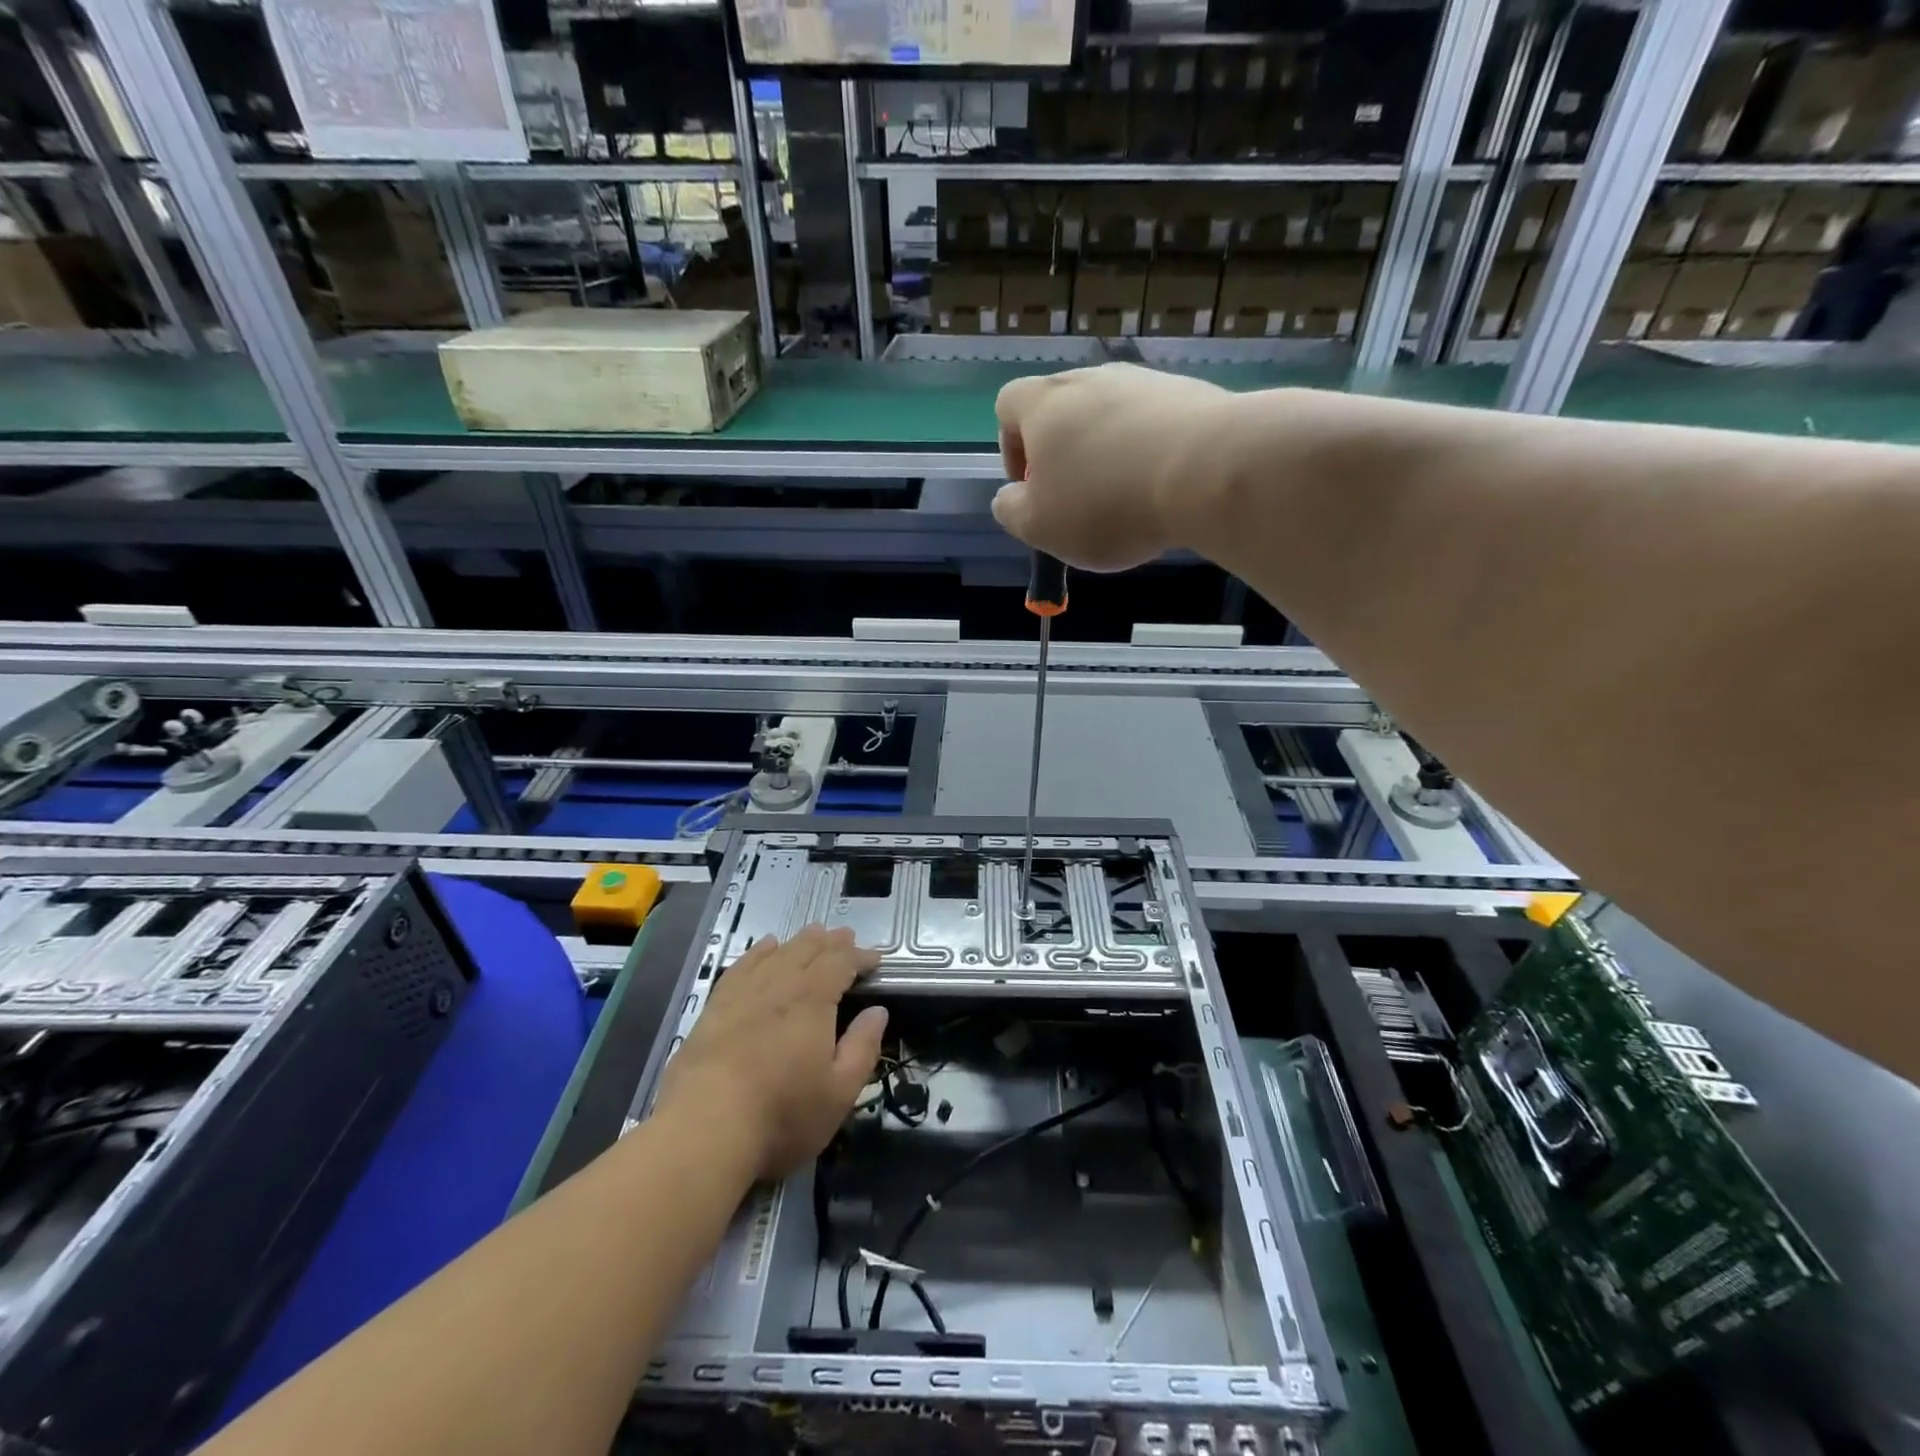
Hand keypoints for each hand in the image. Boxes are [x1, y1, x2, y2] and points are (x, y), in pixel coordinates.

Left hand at [655, 927, 885, 1180]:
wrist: (703, 1131)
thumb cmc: (781, 1115)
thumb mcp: (839, 1092)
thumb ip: (862, 1047)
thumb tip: (878, 1011)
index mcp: (813, 1000)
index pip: (841, 963)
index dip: (860, 957)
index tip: (875, 961)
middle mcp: (779, 985)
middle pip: (808, 950)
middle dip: (831, 942)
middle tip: (846, 938)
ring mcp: (744, 993)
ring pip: (777, 953)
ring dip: (800, 942)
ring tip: (814, 935)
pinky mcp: (715, 1008)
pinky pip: (742, 965)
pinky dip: (759, 952)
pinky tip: (765, 947)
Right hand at [993, 362, 1234, 570]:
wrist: (1207, 471)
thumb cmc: (1105, 503)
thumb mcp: (1039, 526)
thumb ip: (1012, 511)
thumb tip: (1010, 498)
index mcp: (1044, 404)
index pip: (1007, 406)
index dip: (1011, 448)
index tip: (1031, 488)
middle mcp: (1091, 379)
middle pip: (1062, 409)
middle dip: (1064, 454)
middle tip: (1079, 501)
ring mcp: (1144, 382)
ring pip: (1111, 417)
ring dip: (1109, 454)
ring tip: (1128, 500)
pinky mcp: (1189, 395)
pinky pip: (1155, 424)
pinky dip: (1150, 453)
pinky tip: (1165, 489)